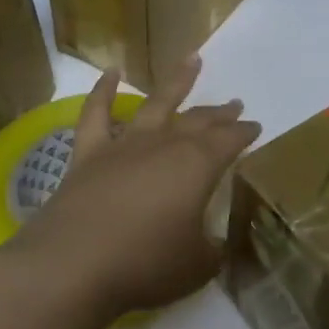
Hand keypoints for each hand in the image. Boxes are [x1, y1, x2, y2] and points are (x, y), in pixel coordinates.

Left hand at [5, 57, 261, 323]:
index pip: (230, 141)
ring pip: (156, 104)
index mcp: (197, 166)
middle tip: (235, 105)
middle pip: (199, 121)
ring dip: (177, 81)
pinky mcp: (87, 156)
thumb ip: (211, 249)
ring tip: (192, 60)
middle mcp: (164, 146)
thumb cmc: (145, 266)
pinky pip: (96, 114)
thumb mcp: (198, 266)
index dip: (245, 134)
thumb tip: (213, 243)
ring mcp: (124, 146)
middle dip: (220, 113)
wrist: (72, 268)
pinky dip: (103, 91)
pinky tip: (110, 72)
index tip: (256, 128)